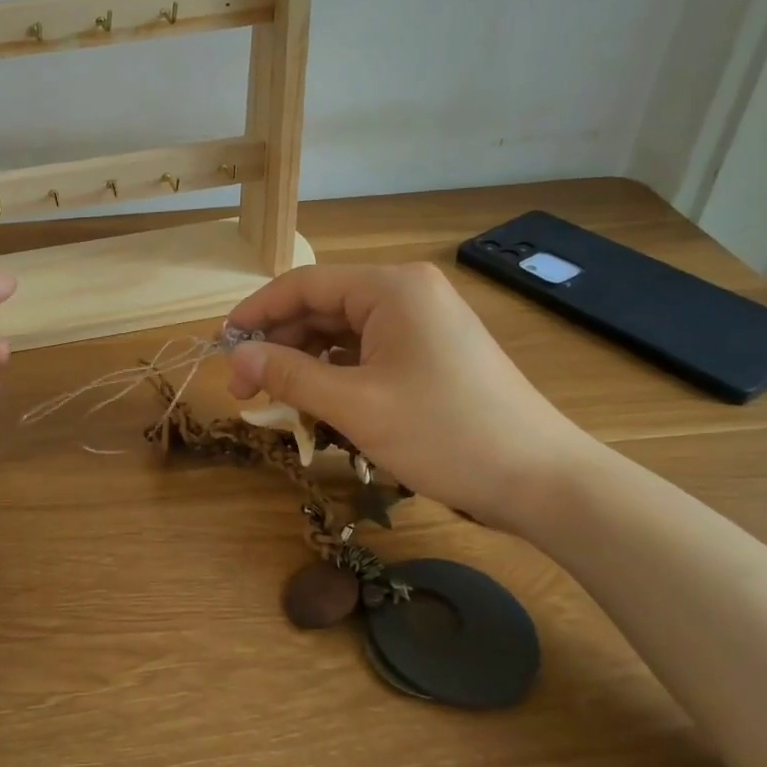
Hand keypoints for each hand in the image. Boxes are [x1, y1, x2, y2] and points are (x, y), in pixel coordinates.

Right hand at [225, 262, 597, 530]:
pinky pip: (368, 351)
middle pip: (322, 307)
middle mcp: (407, 293)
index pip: (303, 285)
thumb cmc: (445, 433)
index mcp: (391, 288)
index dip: (256, 312)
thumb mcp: (355, 406)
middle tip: (245, 387)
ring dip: (305, 362)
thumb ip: (288, 375)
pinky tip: (319, 402)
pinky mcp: (432, 351)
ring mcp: (423, 322)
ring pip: (342, 332)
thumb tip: (236, 356)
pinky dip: (337, 373)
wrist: (544, 481)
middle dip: (279, 344)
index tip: (221, 346)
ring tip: (276, 399)